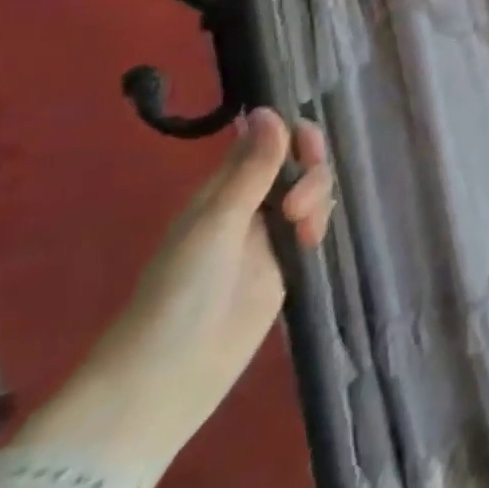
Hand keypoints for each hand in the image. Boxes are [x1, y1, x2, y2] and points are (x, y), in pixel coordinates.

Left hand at [16, 110, 333, 479]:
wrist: (167, 379)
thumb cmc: (180, 293)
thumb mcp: (219, 224)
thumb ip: (253, 169)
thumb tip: (269, 109)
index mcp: (223, 190)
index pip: (268, 141)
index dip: (294, 134)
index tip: (307, 147)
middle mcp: (248, 206)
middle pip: (297, 164)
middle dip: (311, 171)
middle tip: (300, 204)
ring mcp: (267, 237)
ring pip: (310, 192)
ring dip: (317, 198)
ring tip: (304, 232)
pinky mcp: (285, 265)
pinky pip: (313, 226)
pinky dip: (321, 223)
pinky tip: (313, 240)